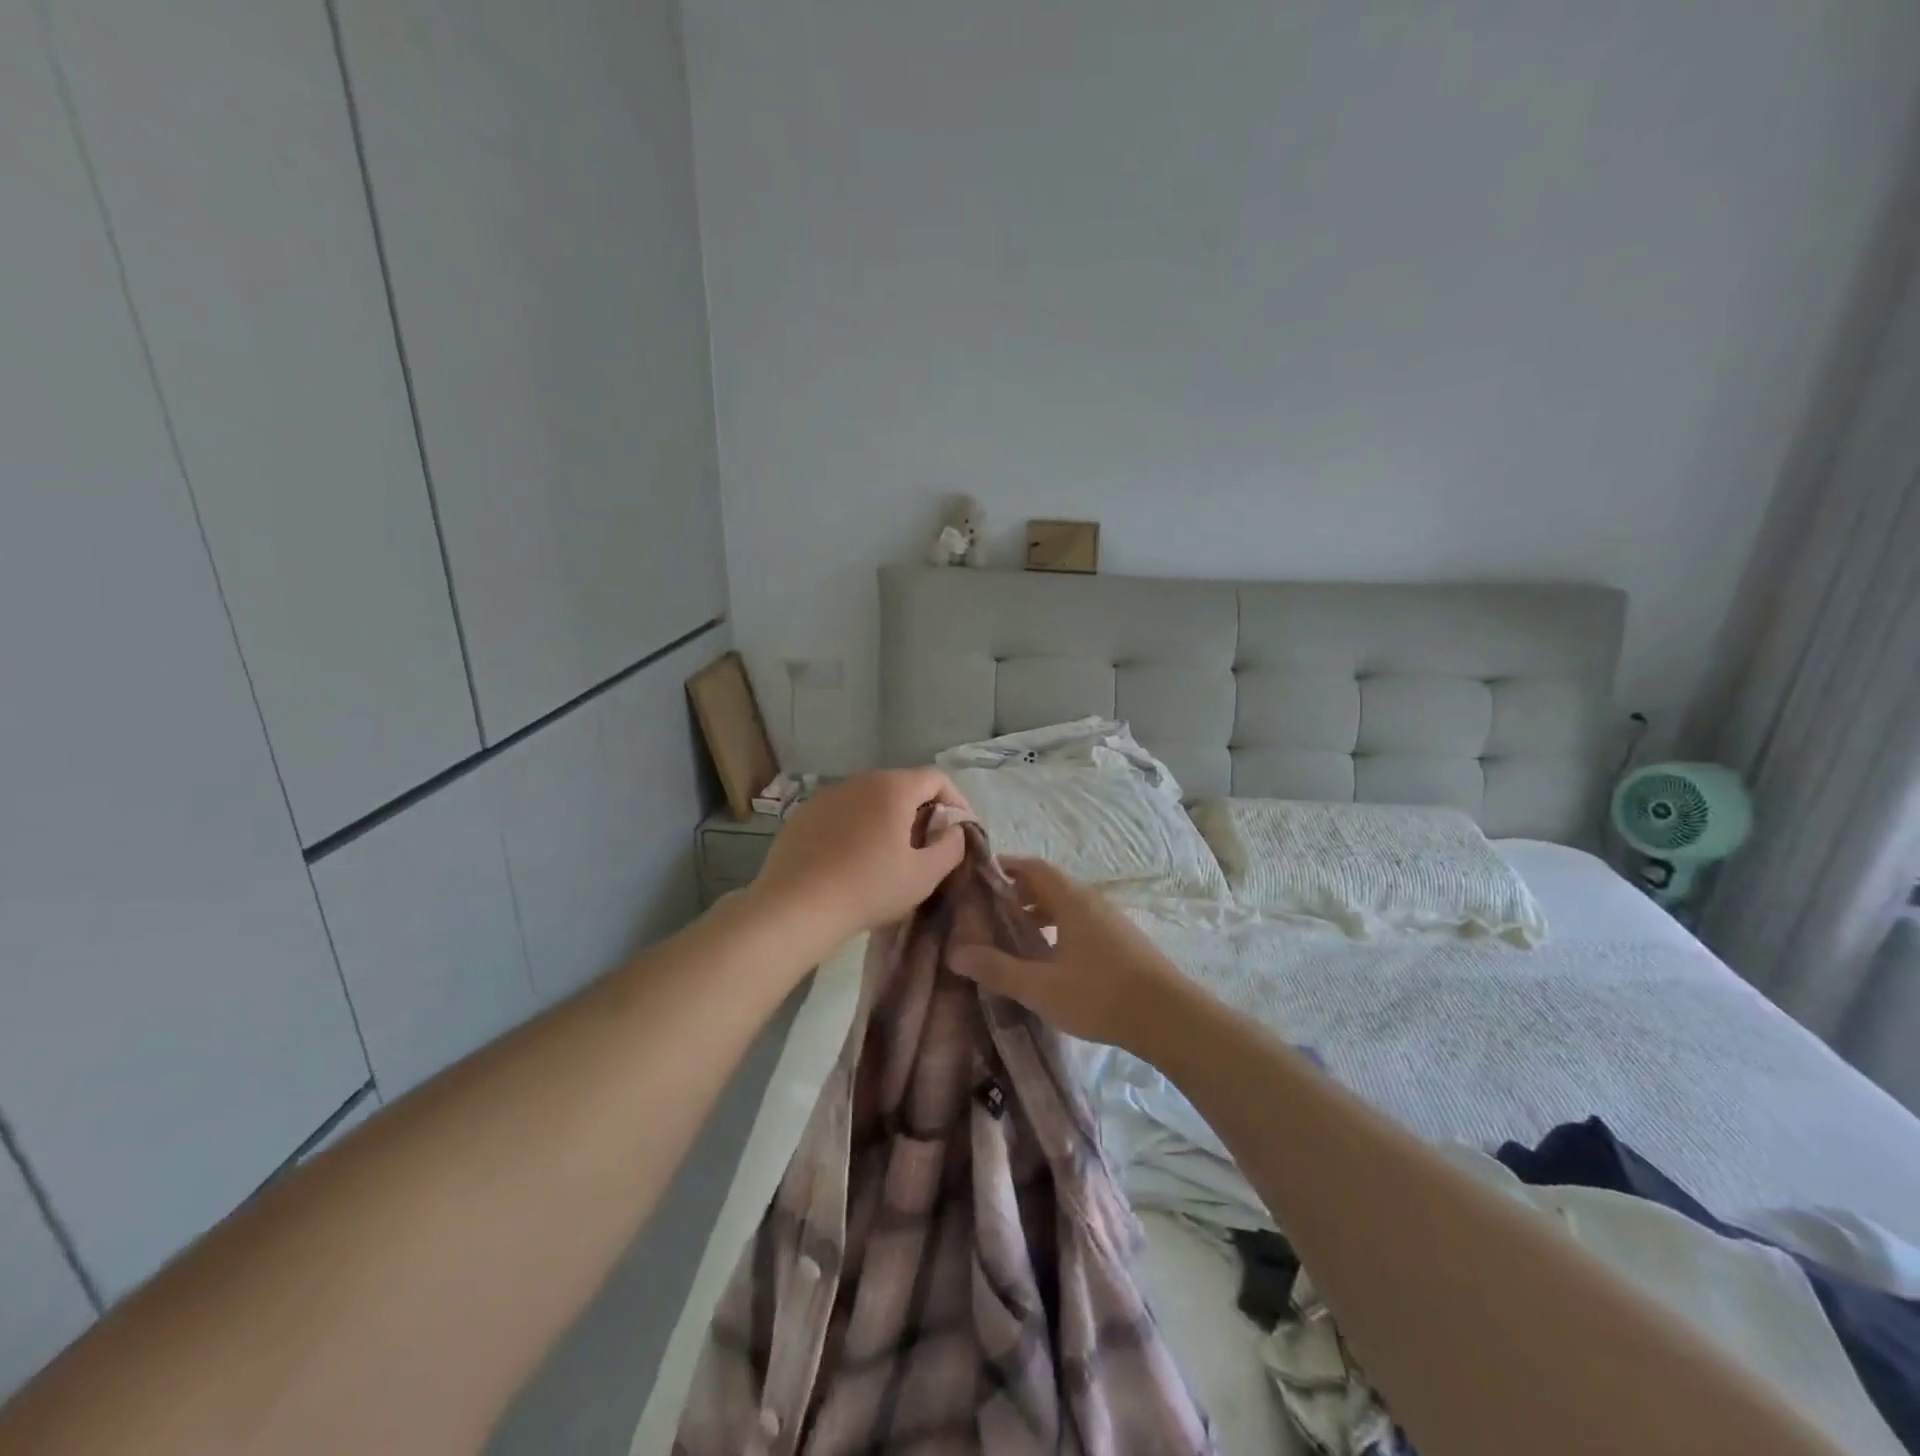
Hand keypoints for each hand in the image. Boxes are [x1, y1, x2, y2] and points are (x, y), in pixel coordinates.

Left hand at [748, 769, 969, 950]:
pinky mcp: (804, 814)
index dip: (956, 801)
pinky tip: (852, 860)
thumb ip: (951, 847)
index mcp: (893, 788)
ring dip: (888, 819)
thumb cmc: (868, 888)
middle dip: (922, 811)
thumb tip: (952, 830)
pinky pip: (843, 813)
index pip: (936, 778)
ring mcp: (827, 795)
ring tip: (889, 855)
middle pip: (902, 786)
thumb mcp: (924, 875)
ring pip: (870, 799)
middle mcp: (860, 781)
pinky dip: (857, 828)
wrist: (795, 907)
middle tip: (927, 846)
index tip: (959, 831)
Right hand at [950, 857, 1190, 1051]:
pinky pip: (1081, 921)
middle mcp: (1091, 901)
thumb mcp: (1040, 986)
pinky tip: (1050, 958)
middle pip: (1049, 884)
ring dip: (1038, 913)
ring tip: (1014, 936)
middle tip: (989, 911)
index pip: (1033, 867)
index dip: (1005, 867)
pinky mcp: (1121, 940)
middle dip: (1017, 893)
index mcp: (1071, 900)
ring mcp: (1110, 920)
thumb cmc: (1099, 995)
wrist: (1168, 1017)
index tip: (979, 878)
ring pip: (1066, 905)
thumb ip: (997, 968)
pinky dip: (1058, 928)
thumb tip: (954, 953)